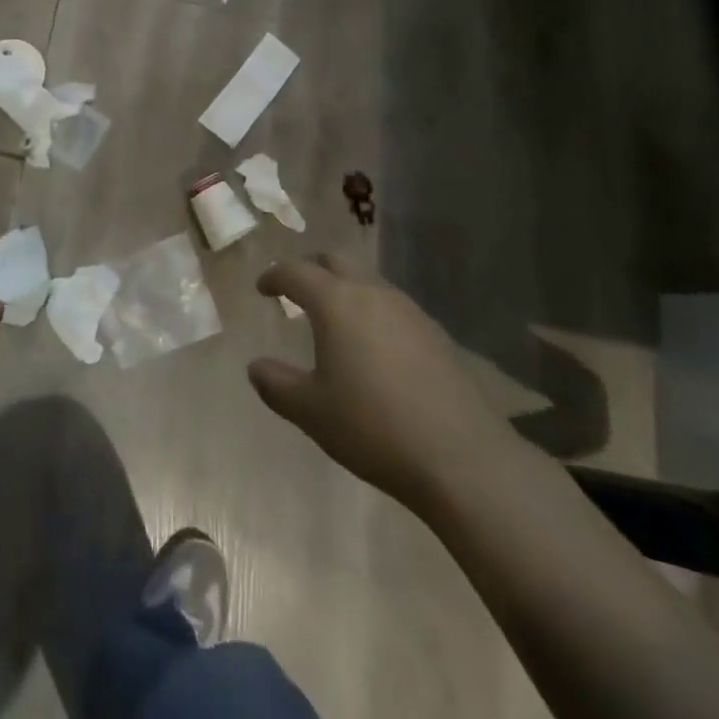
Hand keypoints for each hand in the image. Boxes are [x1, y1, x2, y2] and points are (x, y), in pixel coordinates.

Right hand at [249, 256, 504, 502]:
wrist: (463, 458)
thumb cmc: (373, 427)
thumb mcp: (311, 411)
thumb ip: (276, 384)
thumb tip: (256, 367)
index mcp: (335, 302)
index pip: (296, 272)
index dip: (274, 276)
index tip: (262, 287)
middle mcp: (372, 293)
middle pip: (335, 260)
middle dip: (311, 268)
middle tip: (296, 290)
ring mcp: (409, 310)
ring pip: (367, 280)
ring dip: (344, 288)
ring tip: (333, 318)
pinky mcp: (435, 333)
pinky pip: (392, 305)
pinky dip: (372, 310)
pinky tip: (374, 345)